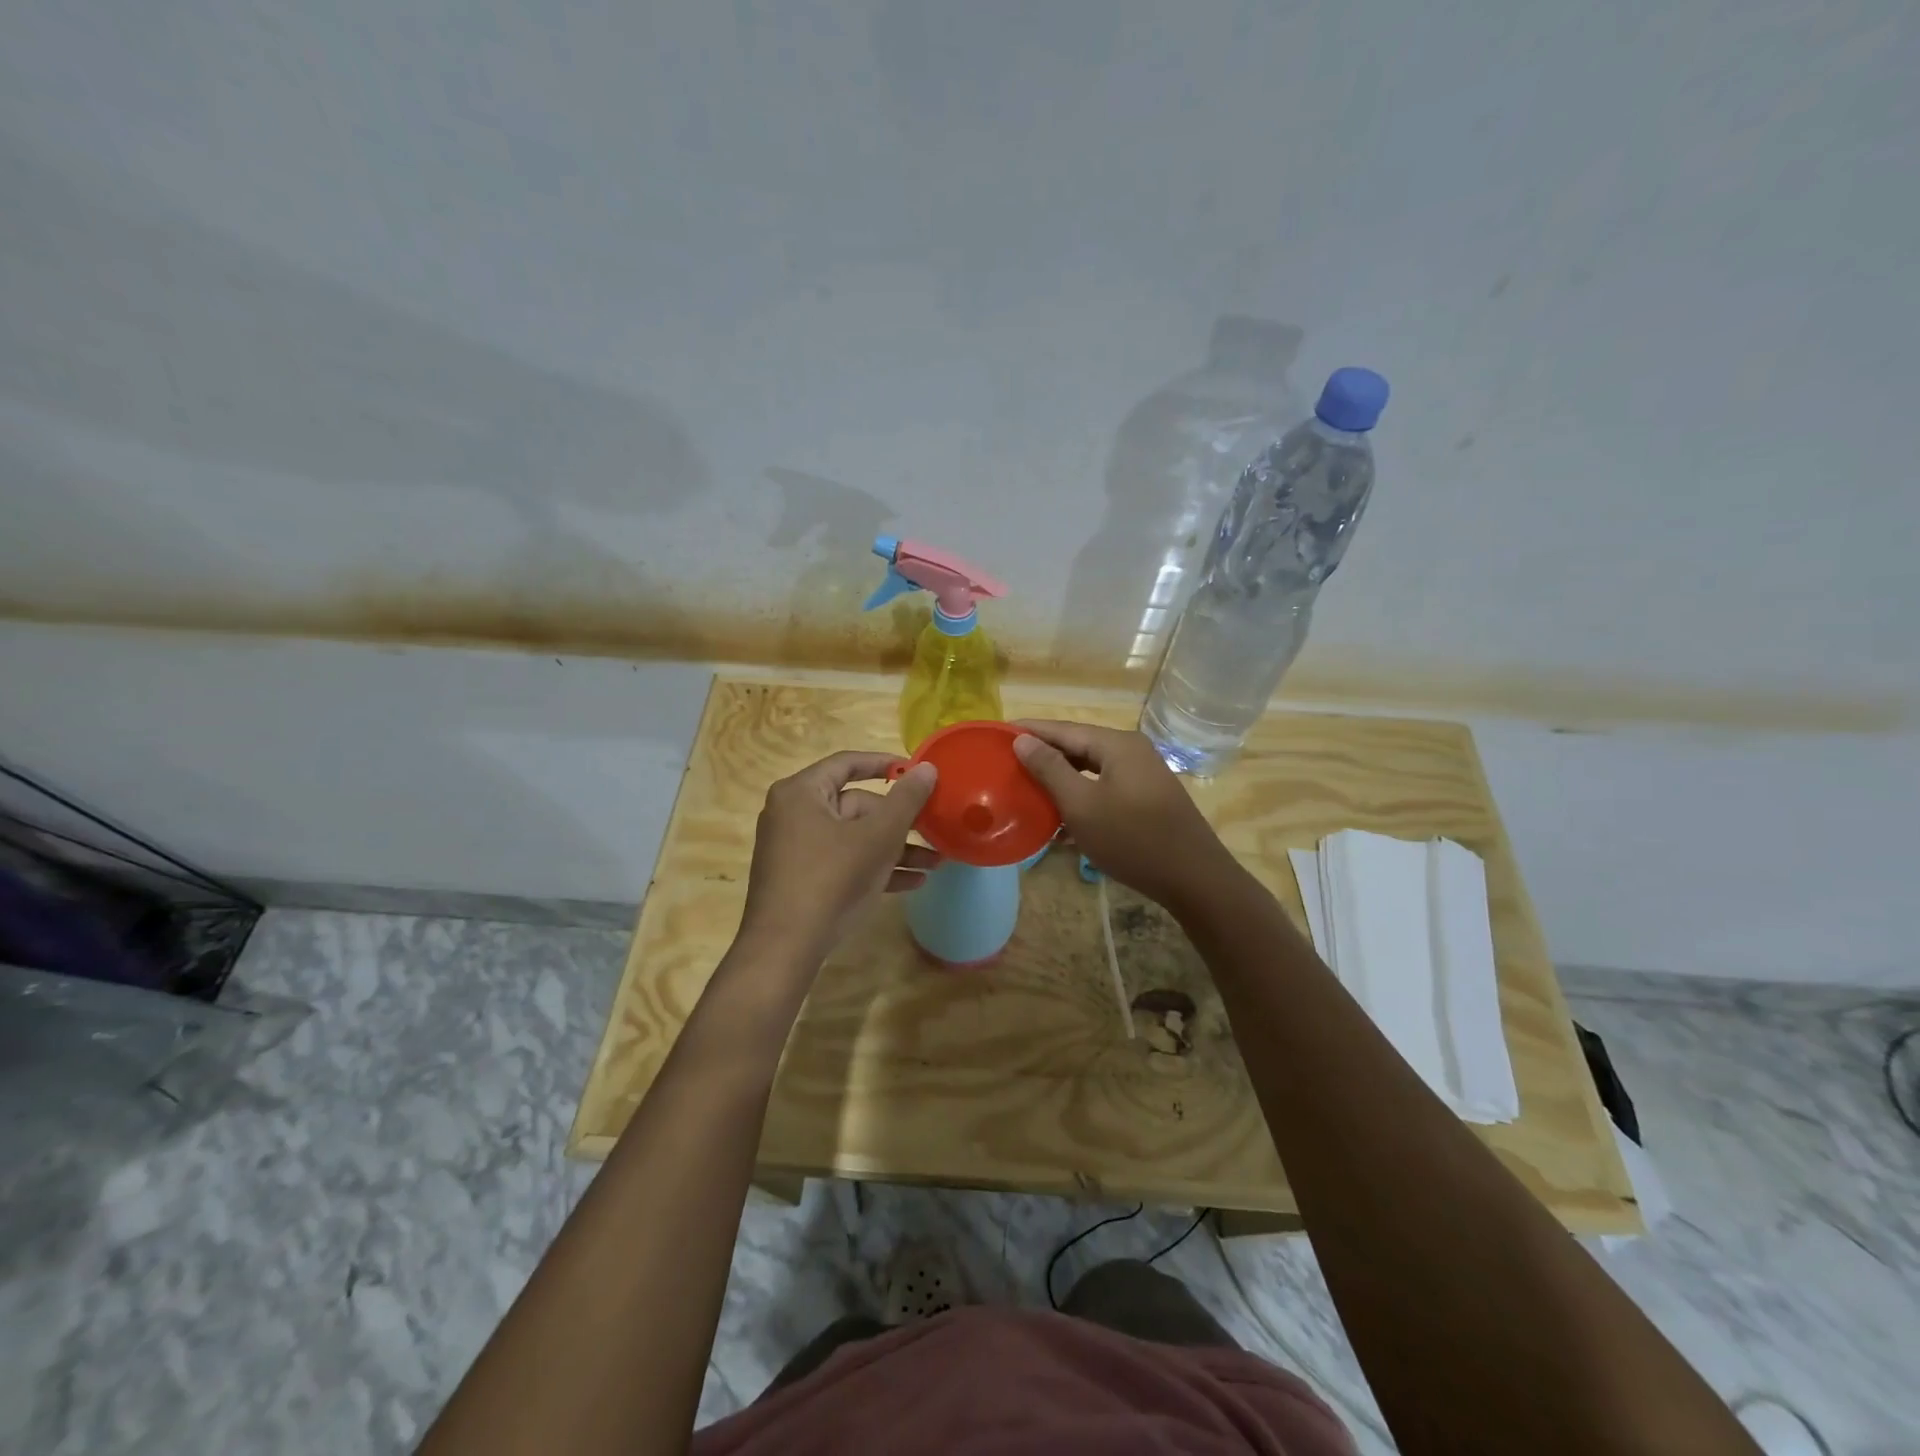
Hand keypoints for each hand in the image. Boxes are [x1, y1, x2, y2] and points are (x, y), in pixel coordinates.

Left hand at [738, 751, 939, 963]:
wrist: (785, 948)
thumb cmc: (832, 879)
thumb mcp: (878, 837)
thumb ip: (906, 800)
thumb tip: (927, 768)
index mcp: (802, 792)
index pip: (847, 764)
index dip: (885, 764)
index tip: (917, 771)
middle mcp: (793, 814)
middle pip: (855, 805)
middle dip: (899, 822)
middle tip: (934, 830)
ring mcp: (795, 848)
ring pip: (854, 837)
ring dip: (895, 849)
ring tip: (935, 863)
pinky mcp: (801, 878)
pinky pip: (844, 861)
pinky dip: (874, 867)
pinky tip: (913, 883)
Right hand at [1012, 720, 1231, 908]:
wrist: (1194, 879)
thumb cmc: (1133, 839)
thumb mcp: (1082, 805)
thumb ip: (1050, 769)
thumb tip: (1022, 740)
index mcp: (1117, 744)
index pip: (1063, 729)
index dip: (1029, 731)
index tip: (996, 732)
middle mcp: (1132, 751)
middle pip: (1078, 746)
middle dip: (1043, 755)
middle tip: (1007, 763)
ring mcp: (1143, 775)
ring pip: (1091, 770)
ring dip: (1060, 780)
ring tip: (1027, 789)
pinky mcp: (1147, 799)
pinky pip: (1104, 788)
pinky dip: (1081, 797)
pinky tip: (1059, 820)